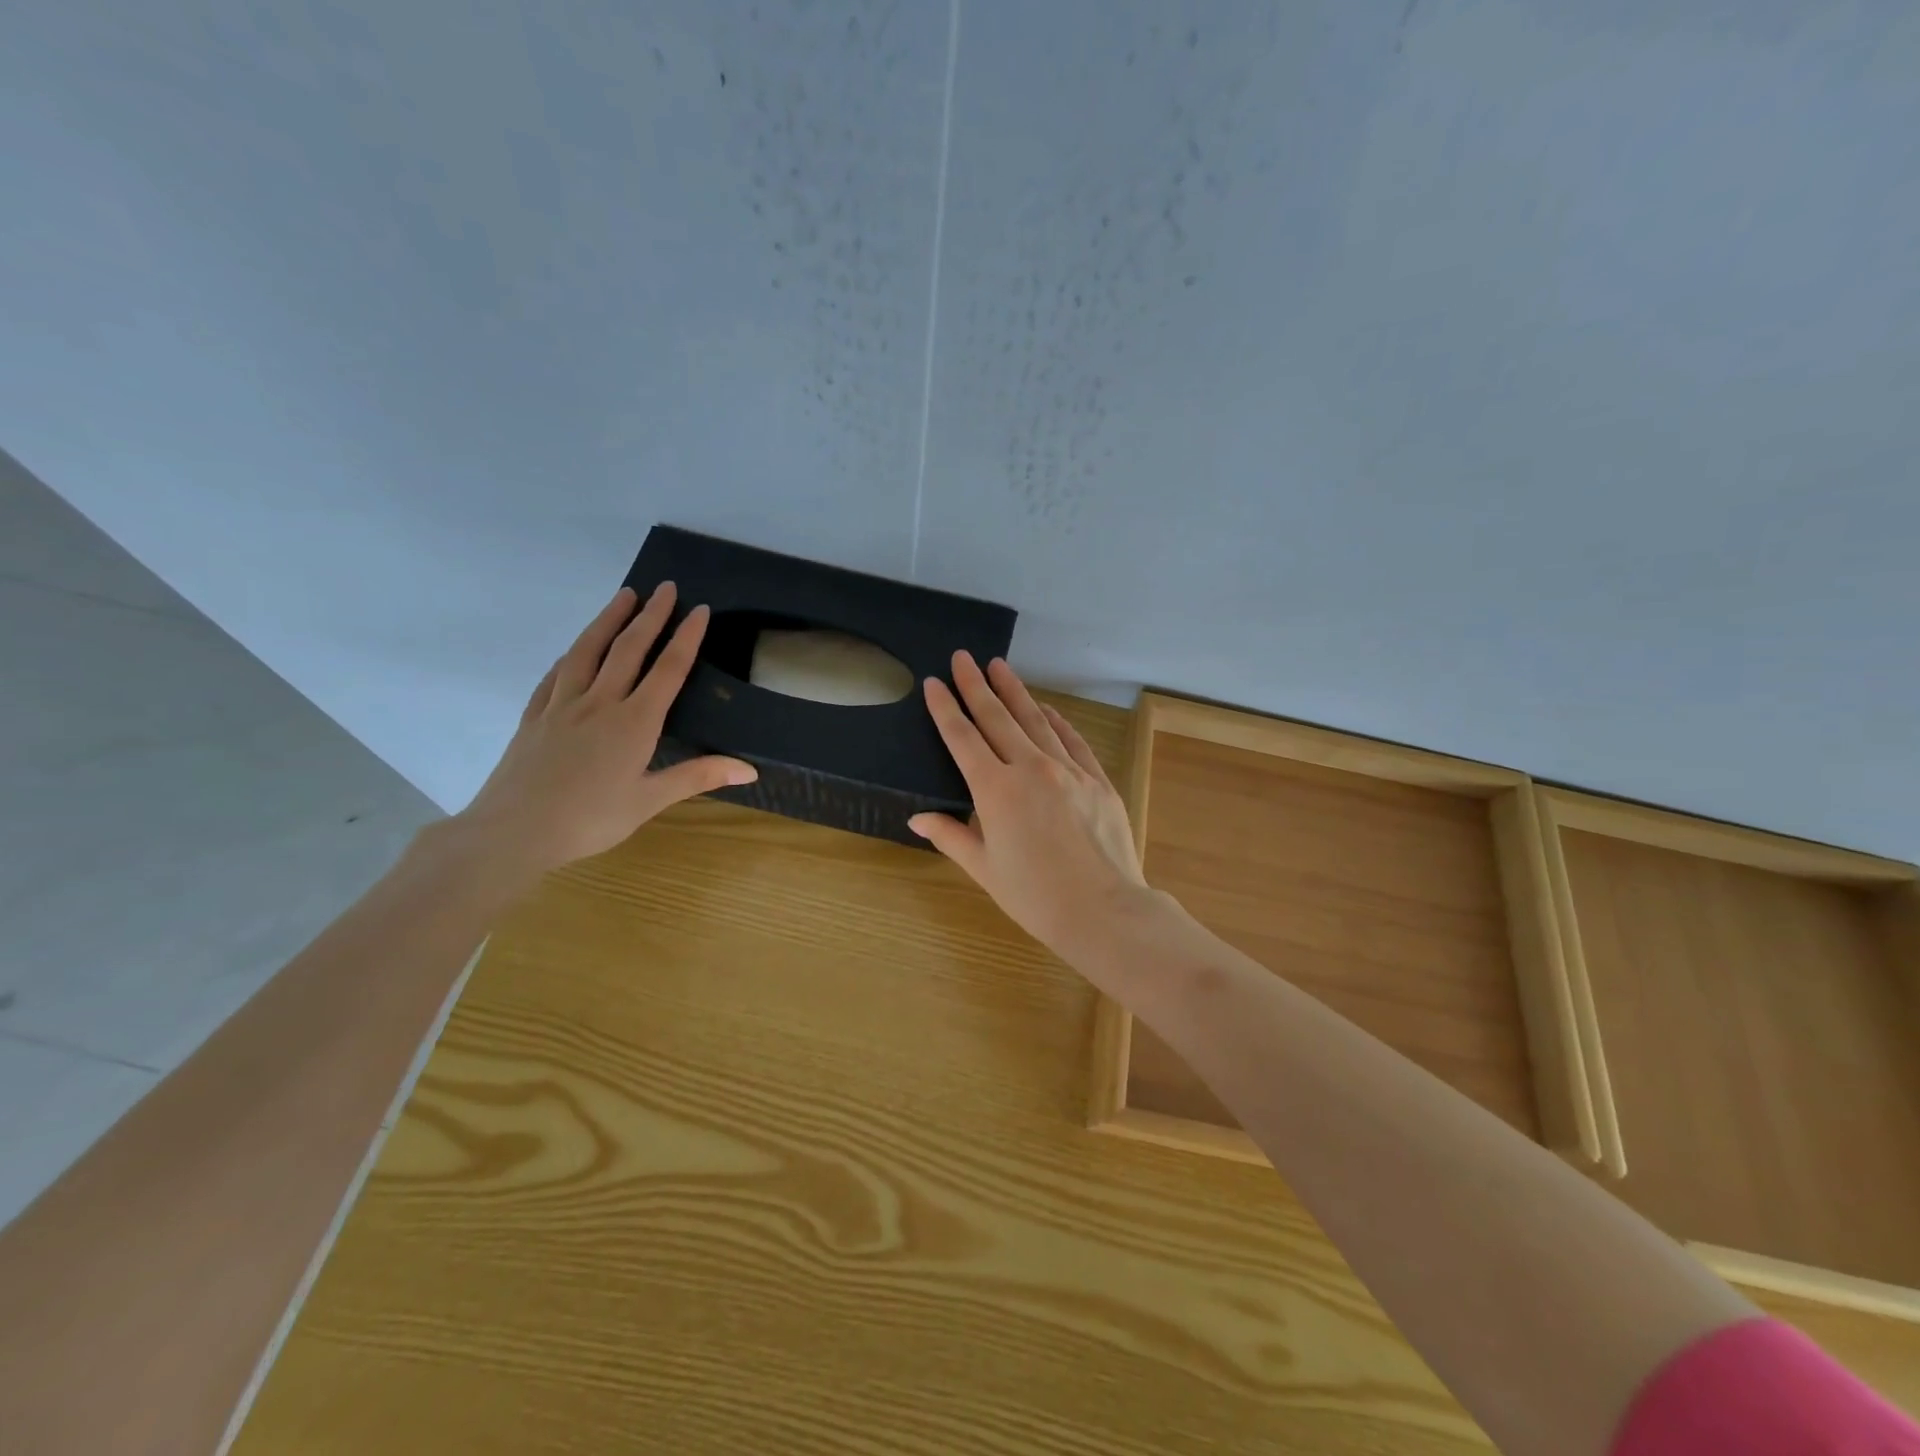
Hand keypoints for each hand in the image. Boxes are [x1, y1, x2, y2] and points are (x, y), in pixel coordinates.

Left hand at [452, 583, 755, 879]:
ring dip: (608, 620)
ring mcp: (562, 705)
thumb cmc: (589, 820)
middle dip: (650, 615)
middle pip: (629, 649)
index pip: (668, 670)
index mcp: (634, 723)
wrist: (513, 831)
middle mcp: (600, 703)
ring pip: (588, 651)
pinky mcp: (534, 716)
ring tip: (624, 596)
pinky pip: (555, 675)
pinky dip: (571, 654)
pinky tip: (575, 649)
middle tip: (665, 587)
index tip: (700, 609)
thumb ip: (699, 777)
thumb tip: (750, 769)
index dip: (686, 637)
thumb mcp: (650, 801)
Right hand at [909, 653, 1149, 962]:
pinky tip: (1046, 709)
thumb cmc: (1035, 897)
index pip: (962, 738)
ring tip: (999, 666)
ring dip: (1015, 692)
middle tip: (963, 657)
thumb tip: (917, 818)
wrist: (1104, 910)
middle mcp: (1030, 768)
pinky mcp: (1097, 779)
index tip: (934, 683)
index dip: (945, 709)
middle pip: (997, 717)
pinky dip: (1056, 721)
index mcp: (995, 790)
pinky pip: (1072, 740)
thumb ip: (951, 836)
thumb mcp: (985, 869)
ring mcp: (1068, 769)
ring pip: (1035, 720)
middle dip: (976, 685)